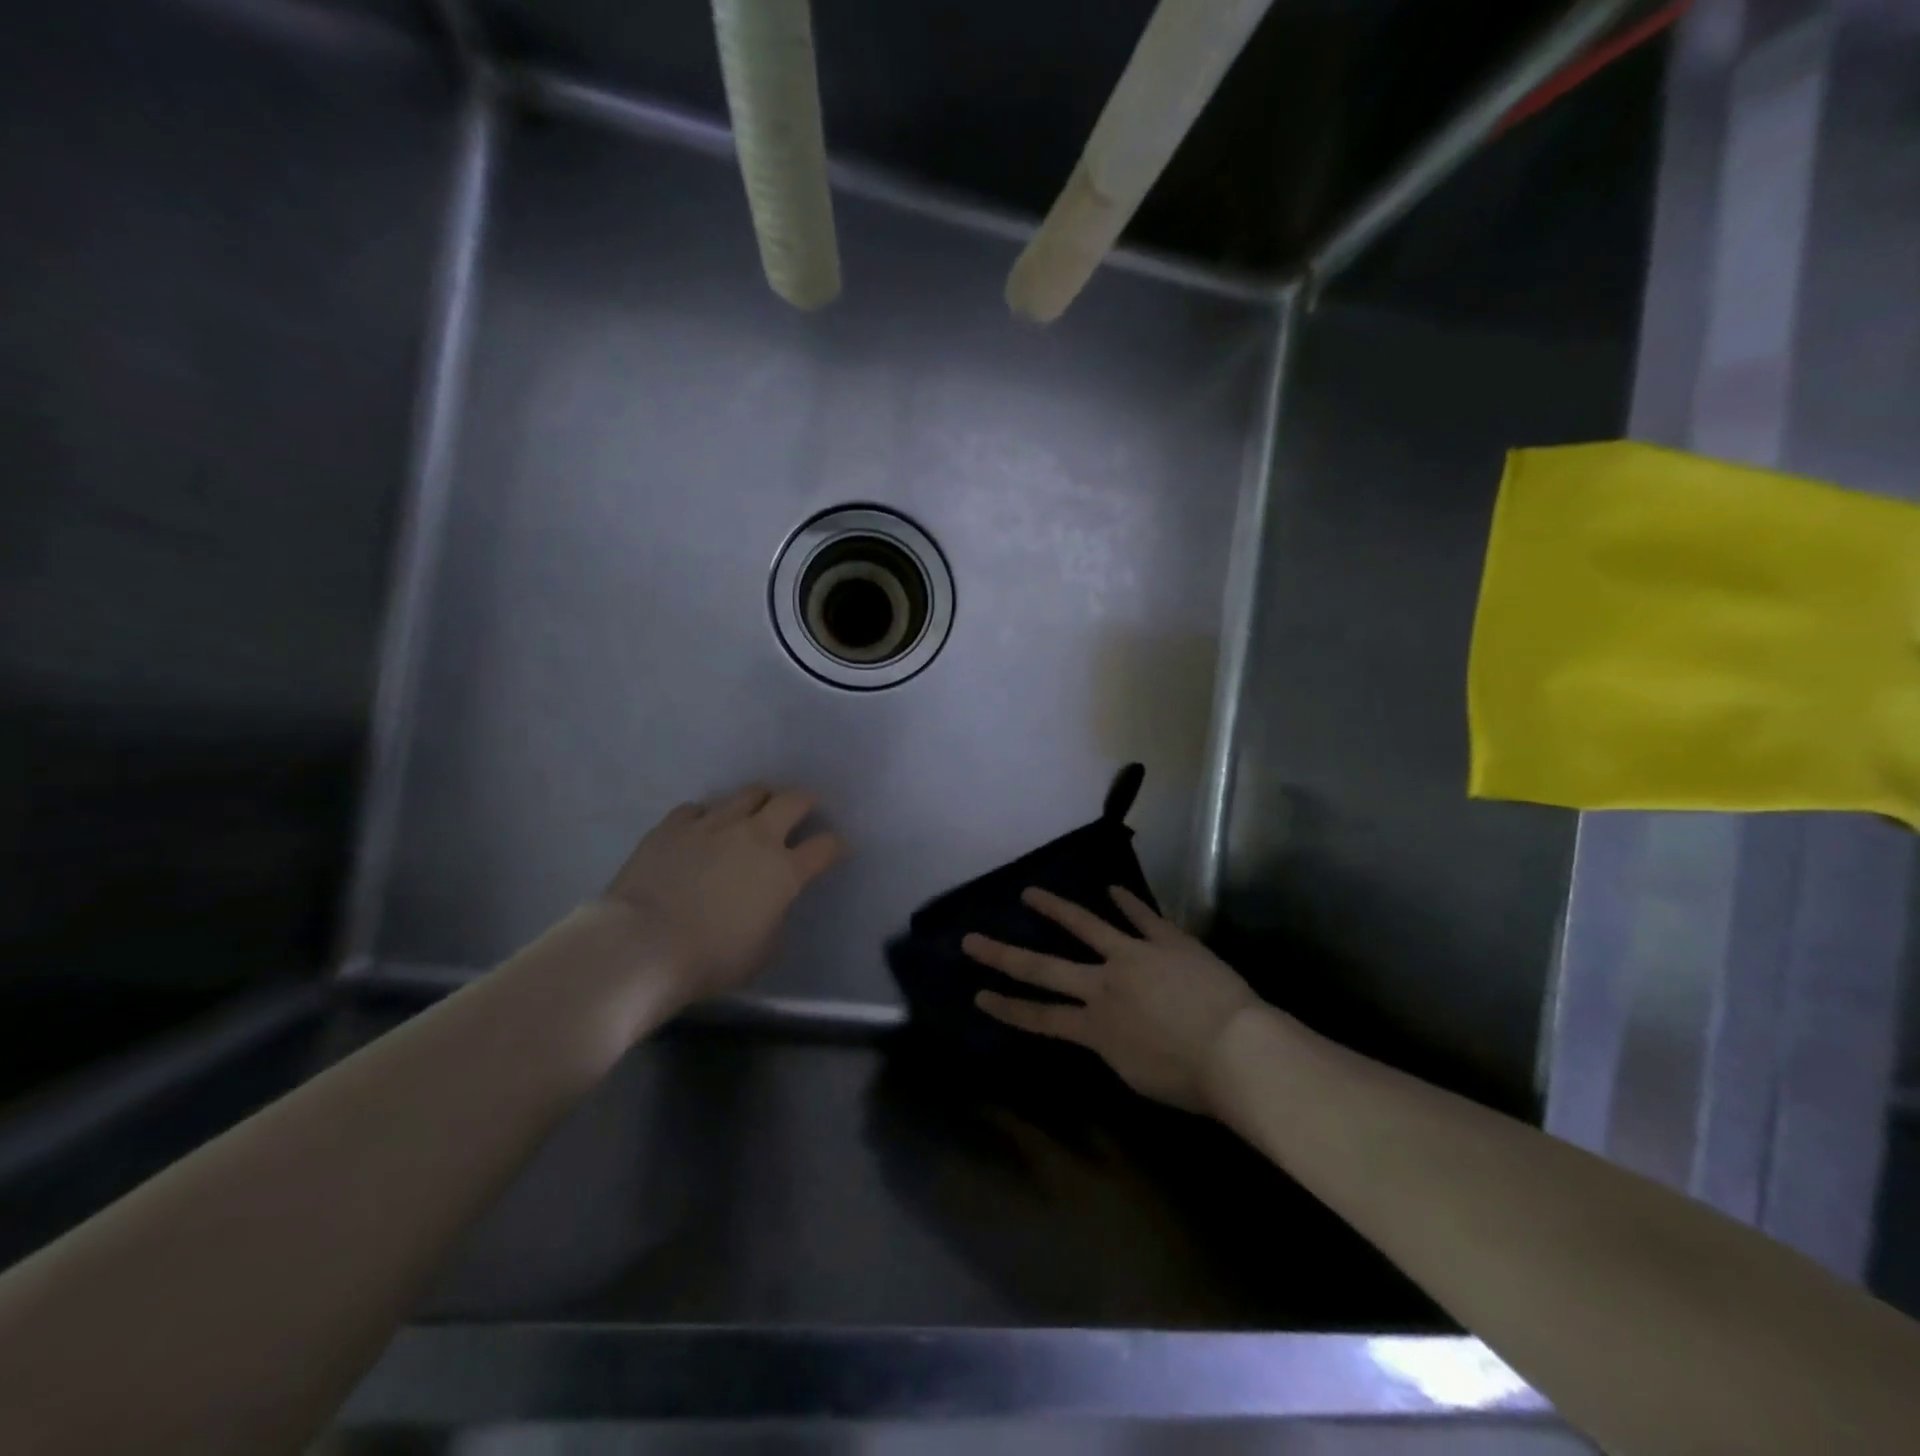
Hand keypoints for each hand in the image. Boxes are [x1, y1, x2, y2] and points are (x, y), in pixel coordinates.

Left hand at [601, 784, 845, 1002]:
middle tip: (800, 814)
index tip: (834, 850)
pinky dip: (706, 817)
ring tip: (752, 814)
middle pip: (793, 800)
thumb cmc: (710, 959)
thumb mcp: (762, 950)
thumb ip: (775, 918)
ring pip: (749, 793)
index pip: (826, 846)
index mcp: (785, 870)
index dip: (835, 845)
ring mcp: (714, 824)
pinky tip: (700, 831)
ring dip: (758, 801)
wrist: (643, 945)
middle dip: (804, 803)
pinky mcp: (675, 824)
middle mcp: (756, 836)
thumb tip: (771, 904)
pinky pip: (699, 808)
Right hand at [963, 887, 1258, 1114]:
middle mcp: (1103, 985)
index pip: (1039, 1016)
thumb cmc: (1190, 1079)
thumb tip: (1104, 1030)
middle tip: (972, 939)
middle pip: (1043, 967)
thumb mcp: (1136, 1074)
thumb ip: (1112, 1047)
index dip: (1007, 1006)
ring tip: (1030, 893)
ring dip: (1055, 909)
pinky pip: (1142, 916)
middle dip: (1003, 954)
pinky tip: (1112, 888)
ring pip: (1086, 925)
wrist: (1236, 1050)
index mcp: (1095, 1026)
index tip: (978, 994)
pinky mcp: (1166, 940)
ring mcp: (1134, 955)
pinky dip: (1127, 901)